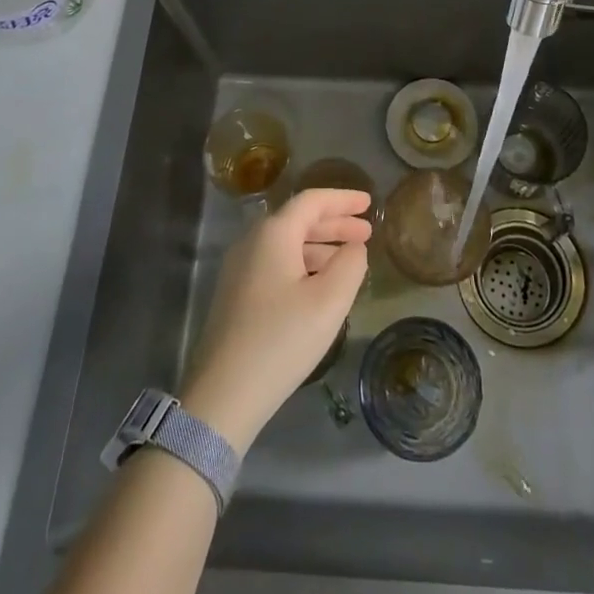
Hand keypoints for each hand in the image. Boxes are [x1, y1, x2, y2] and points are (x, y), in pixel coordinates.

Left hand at [180, 188, 371, 453]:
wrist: (223, 394)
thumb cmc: (281, 340)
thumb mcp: (329, 301)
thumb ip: (350, 265)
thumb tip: (354, 247)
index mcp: (273, 234)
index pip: (312, 200)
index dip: (343, 199)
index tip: (369, 203)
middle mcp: (252, 241)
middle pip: (298, 219)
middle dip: (335, 223)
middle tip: (367, 231)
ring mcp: (240, 268)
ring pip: (287, 243)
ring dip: (321, 245)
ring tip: (351, 258)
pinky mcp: (236, 294)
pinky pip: (276, 263)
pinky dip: (304, 263)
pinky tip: (321, 284)